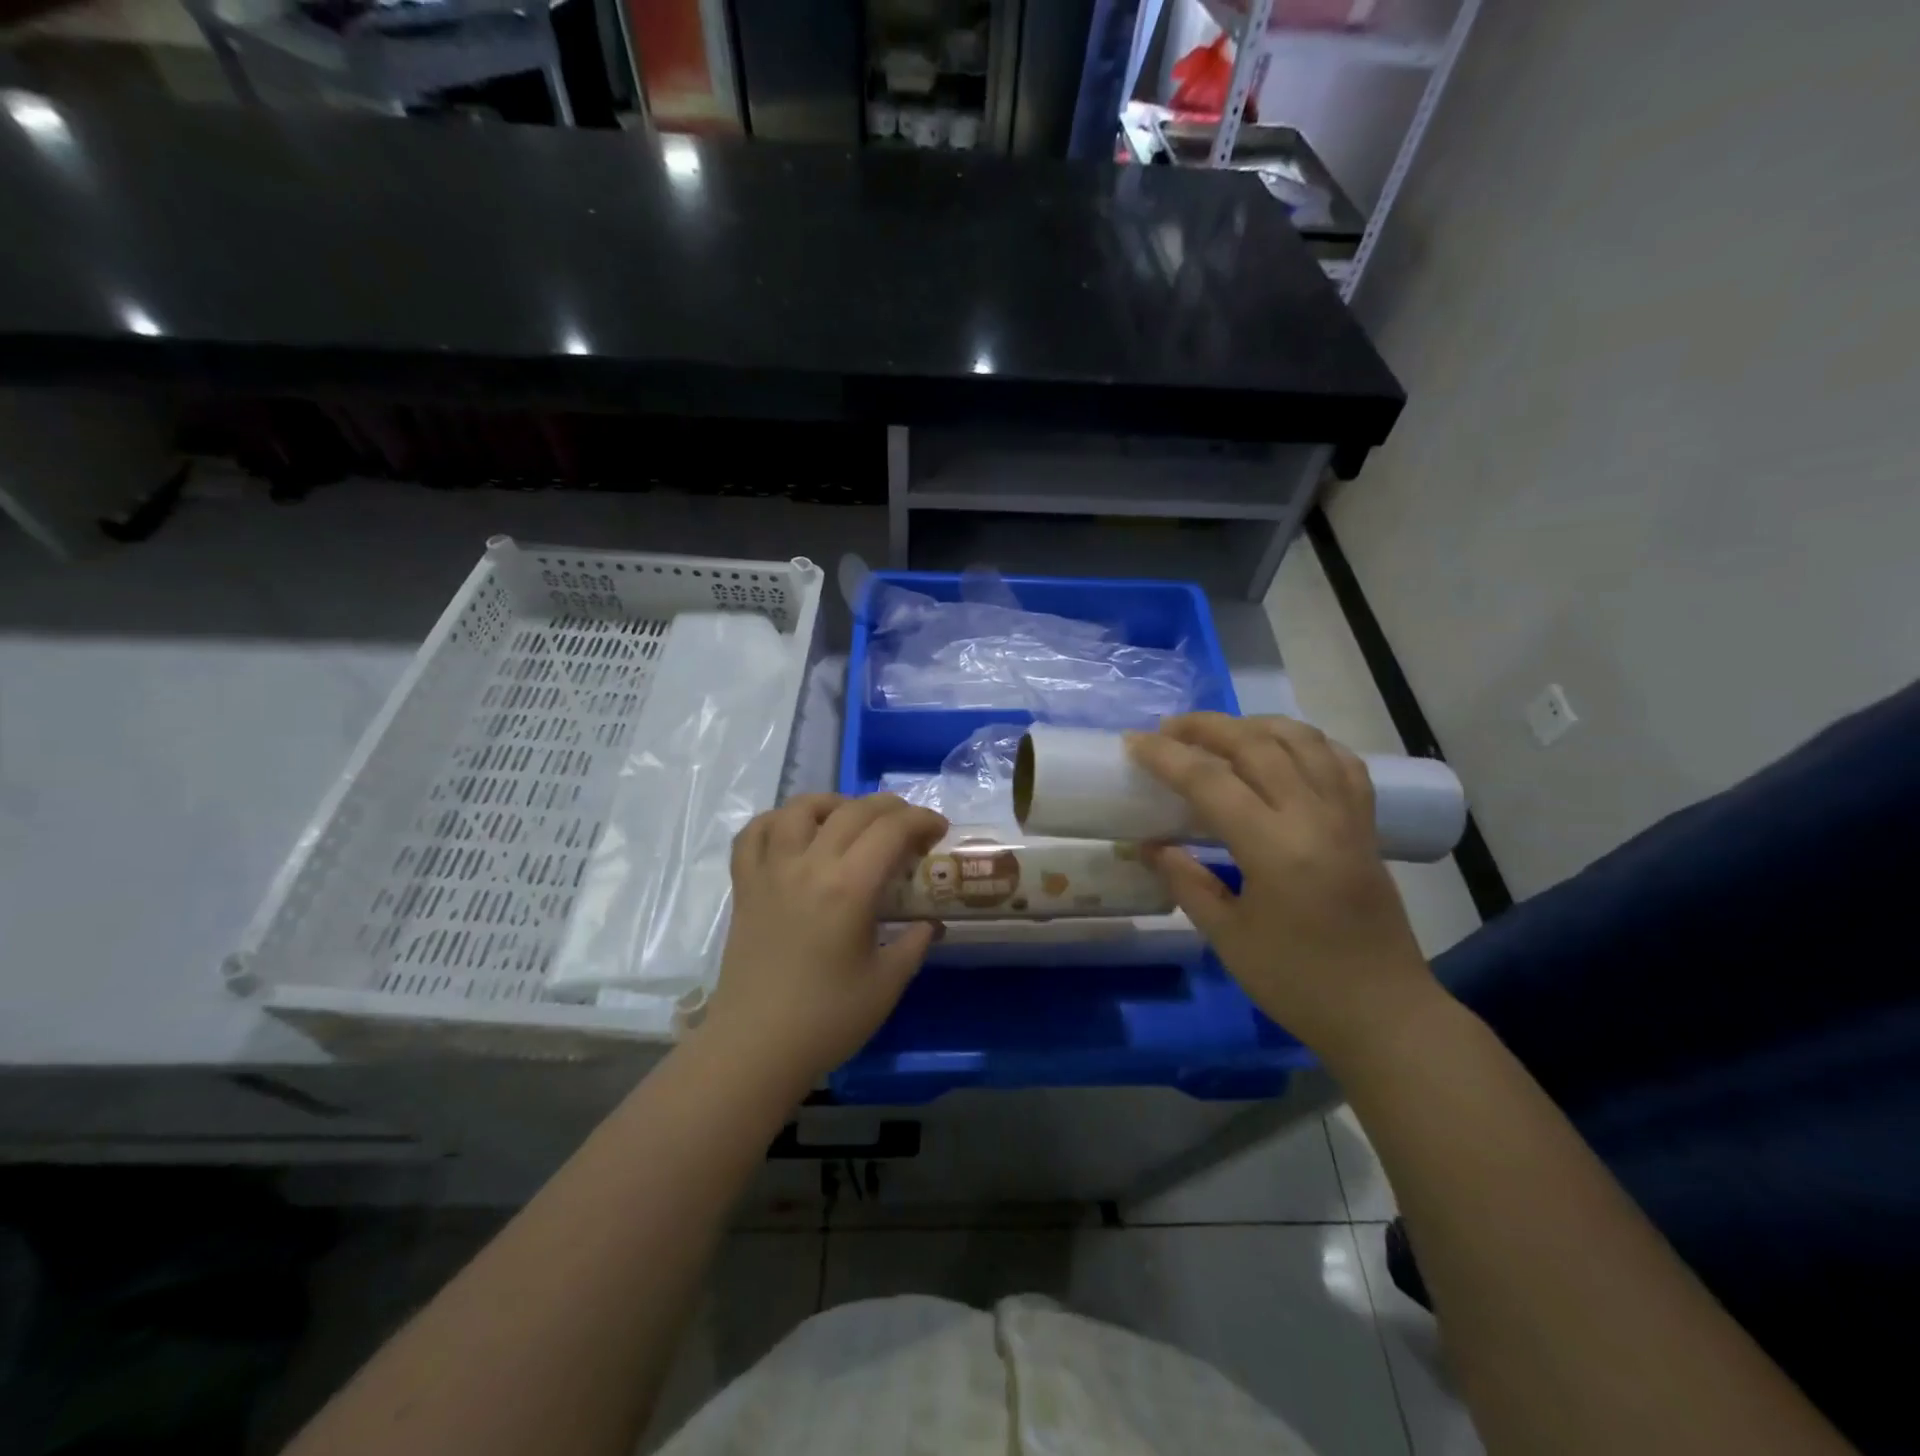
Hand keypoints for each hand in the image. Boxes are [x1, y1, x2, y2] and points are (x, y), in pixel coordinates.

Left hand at [705, 793, 949, 1084]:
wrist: (754, 1048)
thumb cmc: (826, 1021)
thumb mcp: (886, 984)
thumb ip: (915, 944)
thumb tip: (932, 923)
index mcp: (848, 889)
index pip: (891, 830)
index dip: (921, 820)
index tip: (938, 830)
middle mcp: (808, 866)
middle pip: (852, 811)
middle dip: (890, 808)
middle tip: (909, 825)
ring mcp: (770, 872)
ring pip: (799, 809)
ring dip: (833, 803)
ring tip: (851, 818)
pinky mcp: (744, 886)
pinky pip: (754, 834)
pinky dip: (777, 821)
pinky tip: (794, 832)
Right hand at [1128, 713, 1439, 1066]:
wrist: (1384, 1013)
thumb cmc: (1298, 983)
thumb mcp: (1228, 938)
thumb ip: (1186, 882)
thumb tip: (1151, 845)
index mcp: (1275, 848)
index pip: (1211, 781)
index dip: (1167, 757)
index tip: (1133, 743)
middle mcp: (1314, 817)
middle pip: (1256, 743)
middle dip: (1206, 727)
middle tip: (1168, 730)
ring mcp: (1347, 815)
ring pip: (1302, 740)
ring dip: (1254, 725)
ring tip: (1220, 733)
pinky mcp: (1366, 824)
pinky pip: (1338, 760)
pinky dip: (1304, 742)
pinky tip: (1282, 751)